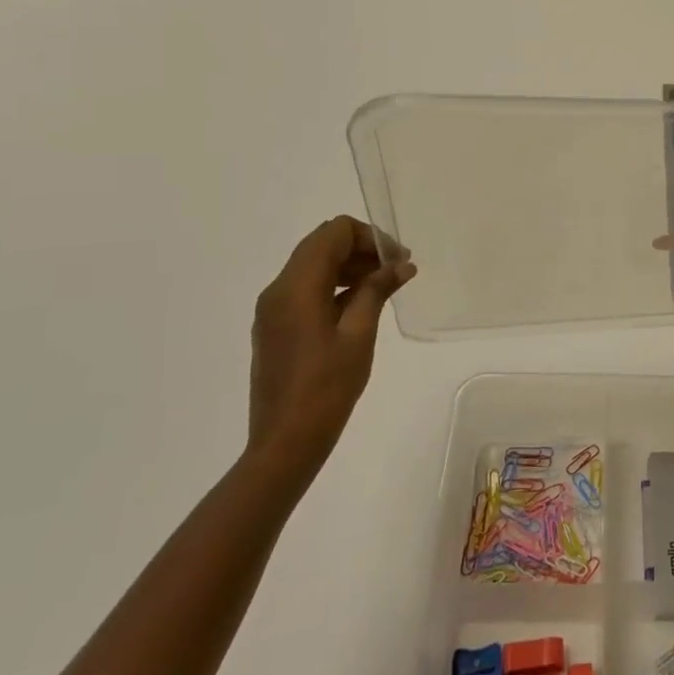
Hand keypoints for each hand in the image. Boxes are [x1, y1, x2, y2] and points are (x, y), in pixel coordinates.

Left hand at [246, 217, 415, 479]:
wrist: (285, 442)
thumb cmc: (326, 388)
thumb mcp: (359, 334)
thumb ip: (376, 290)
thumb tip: (401, 264)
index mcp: (296, 287)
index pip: (334, 232)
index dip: (370, 237)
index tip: (397, 260)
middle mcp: (278, 289)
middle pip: (322, 245)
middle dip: (361, 249)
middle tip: (396, 270)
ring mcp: (273, 309)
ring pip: (314, 265)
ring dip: (349, 266)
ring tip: (384, 287)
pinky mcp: (275, 327)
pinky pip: (306, 288)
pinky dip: (334, 285)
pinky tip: (361, 305)